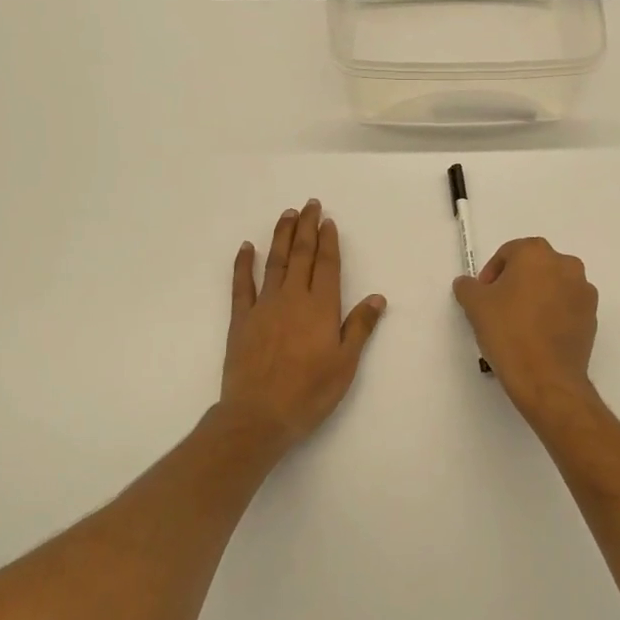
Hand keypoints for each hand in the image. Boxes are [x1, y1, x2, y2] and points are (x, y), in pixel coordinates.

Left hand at [219, 199, 386, 449]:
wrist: (259, 415)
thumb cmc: (309, 392)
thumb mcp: (345, 364)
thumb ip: (359, 327)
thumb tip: (377, 297)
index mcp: (322, 307)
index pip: (327, 265)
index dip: (329, 241)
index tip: (328, 221)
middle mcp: (294, 298)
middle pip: (301, 254)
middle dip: (307, 227)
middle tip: (309, 204)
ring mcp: (264, 305)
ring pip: (275, 261)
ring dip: (281, 236)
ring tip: (287, 214)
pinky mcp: (241, 319)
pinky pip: (241, 284)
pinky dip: (243, 264)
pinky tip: (246, 247)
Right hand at [453, 237, 598, 422]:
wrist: (546, 378)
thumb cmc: (508, 331)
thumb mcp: (475, 305)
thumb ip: (468, 286)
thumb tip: (468, 284)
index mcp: (537, 253)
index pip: (509, 253)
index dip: (492, 273)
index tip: (483, 295)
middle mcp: (566, 264)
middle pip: (533, 267)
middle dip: (515, 283)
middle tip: (498, 308)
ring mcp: (584, 291)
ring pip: (552, 286)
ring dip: (536, 297)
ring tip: (519, 324)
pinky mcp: (592, 317)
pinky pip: (567, 307)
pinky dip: (553, 314)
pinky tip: (538, 336)